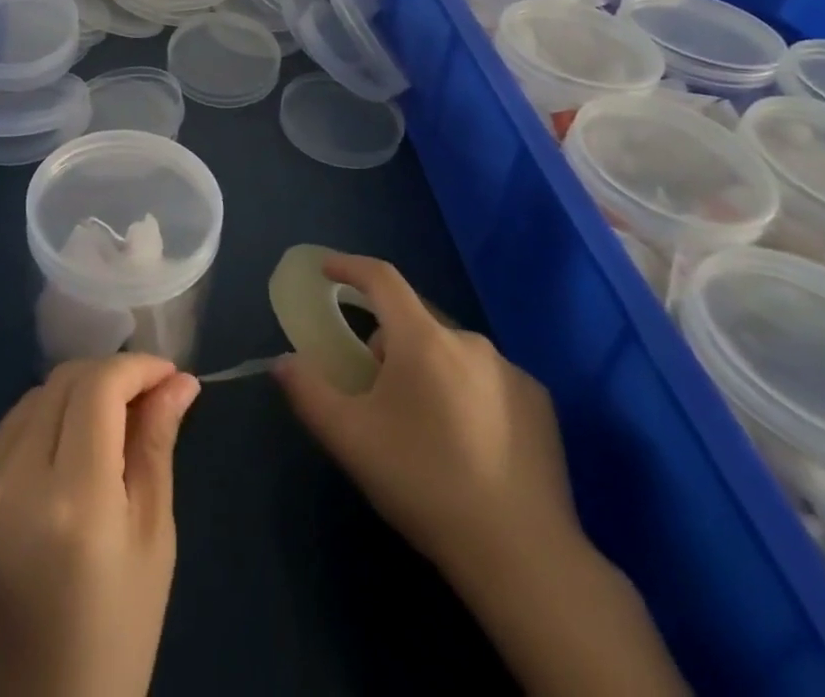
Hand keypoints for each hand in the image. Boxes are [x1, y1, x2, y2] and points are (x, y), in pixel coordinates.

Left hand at [0, 354, 200, 696]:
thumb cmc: (115, 633)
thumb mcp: (152, 539)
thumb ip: (157, 445)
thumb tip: (180, 379)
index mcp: (72, 502)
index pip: (98, 388)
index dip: (135, 367)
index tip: (165, 373)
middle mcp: (9, 485)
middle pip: (60, 384)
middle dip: (105, 379)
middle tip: (137, 400)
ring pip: (27, 403)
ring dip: (67, 404)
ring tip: (95, 437)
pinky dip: (29, 433)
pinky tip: (48, 466)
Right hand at [272, 254, 577, 591]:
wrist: (522, 557)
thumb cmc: (425, 484)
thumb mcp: (350, 439)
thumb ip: (308, 392)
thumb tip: (283, 362)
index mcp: (422, 339)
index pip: (381, 279)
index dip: (350, 267)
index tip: (327, 270)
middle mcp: (469, 341)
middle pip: (414, 320)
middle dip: (388, 340)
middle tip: (374, 387)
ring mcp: (511, 370)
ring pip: (451, 352)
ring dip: (429, 368)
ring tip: (423, 425)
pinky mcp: (541, 403)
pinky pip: (488, 379)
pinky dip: (468, 392)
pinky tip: (470, 443)